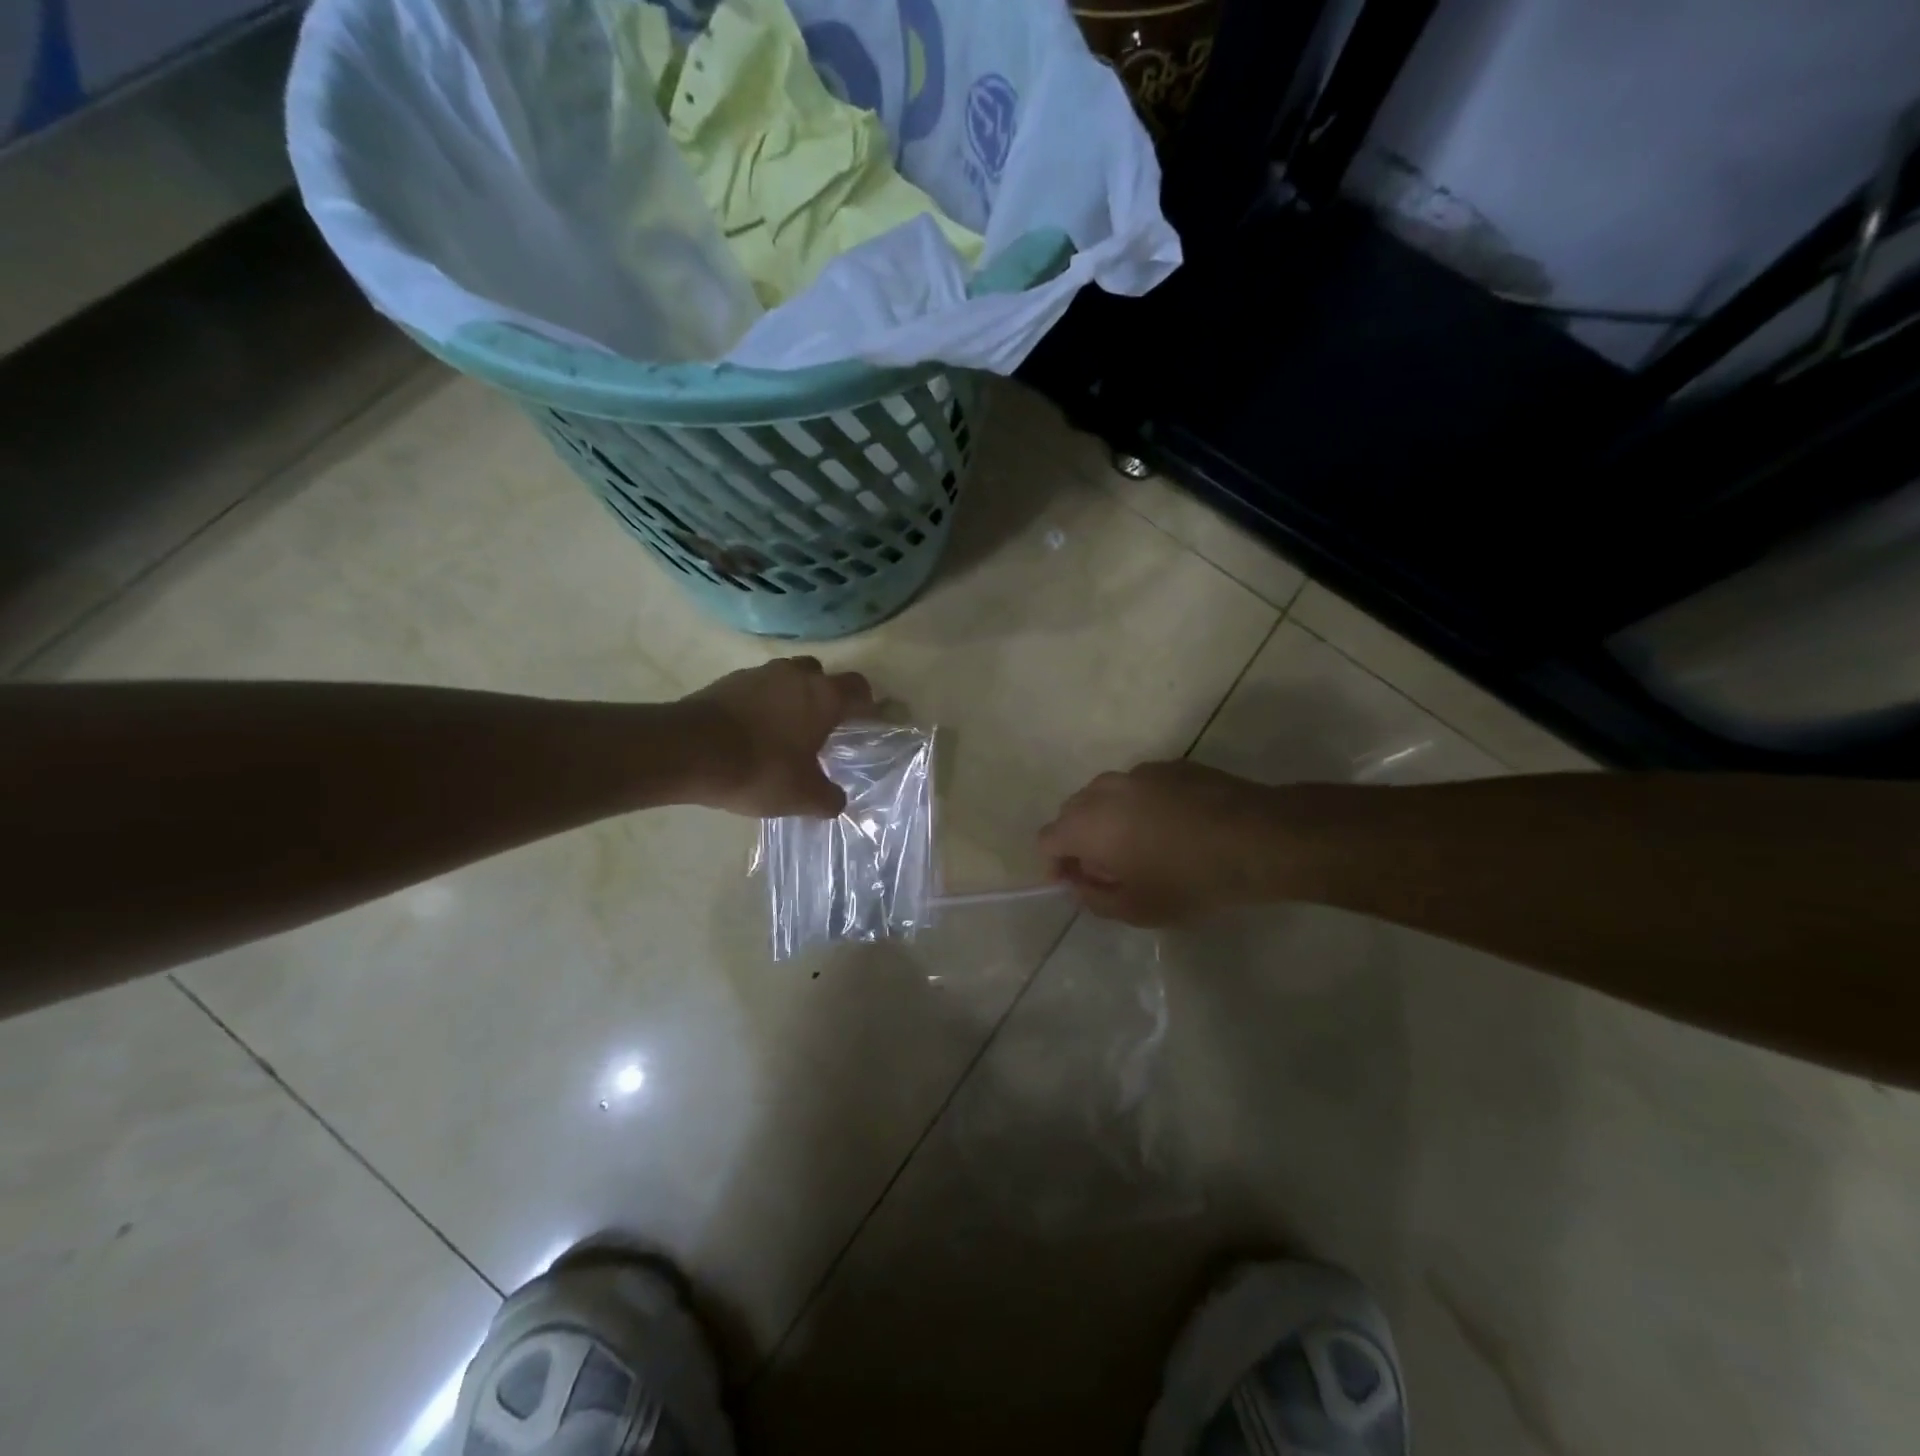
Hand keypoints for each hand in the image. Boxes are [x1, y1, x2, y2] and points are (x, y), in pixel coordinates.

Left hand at [678, 657, 873, 817]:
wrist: (688, 751)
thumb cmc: (760, 768)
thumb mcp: (803, 796)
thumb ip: (828, 798)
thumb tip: (836, 800)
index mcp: (823, 696)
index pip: (858, 687)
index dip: (865, 703)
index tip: (865, 721)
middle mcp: (794, 675)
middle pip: (820, 675)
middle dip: (824, 696)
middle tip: (821, 726)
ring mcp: (758, 674)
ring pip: (786, 678)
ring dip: (790, 698)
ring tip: (784, 731)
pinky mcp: (726, 682)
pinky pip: (756, 689)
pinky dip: (760, 705)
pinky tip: (752, 733)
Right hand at [1039, 760, 1273, 925]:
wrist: (1257, 838)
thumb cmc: (1189, 880)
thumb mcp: (1137, 909)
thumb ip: (1094, 898)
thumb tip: (1079, 883)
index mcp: (1087, 824)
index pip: (1047, 839)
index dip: (1055, 864)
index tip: (1075, 883)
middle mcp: (1104, 789)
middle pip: (1072, 812)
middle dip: (1079, 840)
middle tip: (1108, 868)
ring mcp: (1138, 772)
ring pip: (1106, 795)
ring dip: (1109, 819)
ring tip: (1140, 845)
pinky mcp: (1170, 765)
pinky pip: (1139, 787)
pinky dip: (1140, 805)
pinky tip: (1173, 826)